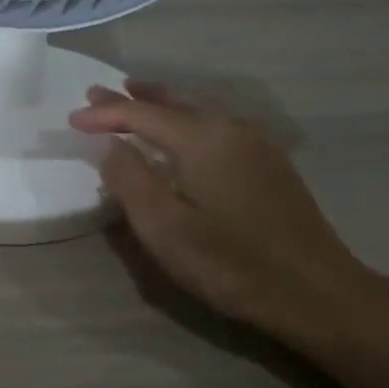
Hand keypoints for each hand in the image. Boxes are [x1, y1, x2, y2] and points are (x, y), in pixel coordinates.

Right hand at [70, 80, 368, 339]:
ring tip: (134, 99)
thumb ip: (130, 179)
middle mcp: (230, 127)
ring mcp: (256, 143)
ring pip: (197, 110)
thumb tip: (108, 142)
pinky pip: (215, 125)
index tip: (71, 119)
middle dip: (132, 99)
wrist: (317, 292)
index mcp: (202, 138)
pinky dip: (186, 119)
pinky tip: (182, 133)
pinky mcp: (269, 163)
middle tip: (97, 94)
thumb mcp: (165, 228)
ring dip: (161, 105)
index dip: (104, 114)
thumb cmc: (232, 264)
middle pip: (172, 102)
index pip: (140, 114)